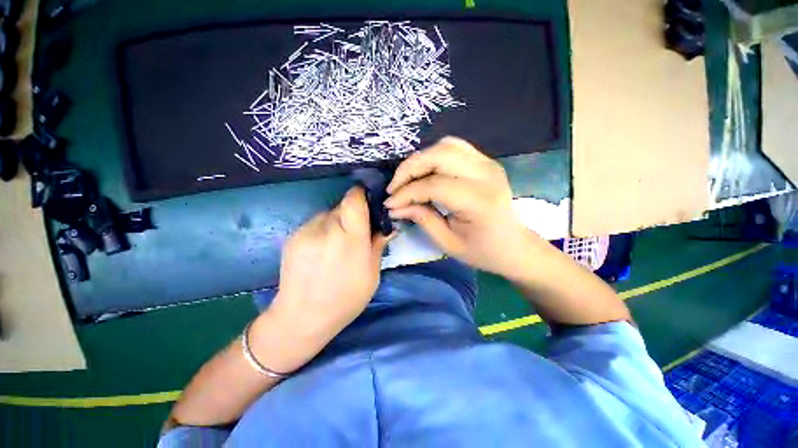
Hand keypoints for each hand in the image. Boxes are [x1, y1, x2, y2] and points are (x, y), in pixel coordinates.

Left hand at [255, 187, 388, 371]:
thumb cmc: (345, 299)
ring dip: (336, 222)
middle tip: (356, 232)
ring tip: (336, 245)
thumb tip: (388, 225)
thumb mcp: (372, 274)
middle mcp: (326, 230)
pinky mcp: (292, 236)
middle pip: (342, 205)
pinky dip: (323, 230)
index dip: (362, 195)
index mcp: (350, 240)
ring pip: (328, 214)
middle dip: (352, 214)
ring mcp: (305, 232)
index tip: (368, 202)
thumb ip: (378, 244)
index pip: (354, 200)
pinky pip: (314, 223)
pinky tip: (321, 250)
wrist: (301, 317)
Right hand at [385, 137, 536, 277]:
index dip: (407, 193)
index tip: (390, 204)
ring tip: (407, 179)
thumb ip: (422, 219)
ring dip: (421, 159)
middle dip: (410, 169)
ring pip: (446, 145)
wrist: (514, 245)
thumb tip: (395, 207)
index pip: (434, 185)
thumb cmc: (482, 251)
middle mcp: (486, 175)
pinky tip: (426, 171)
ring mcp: (488, 164)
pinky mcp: (486, 162)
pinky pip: (455, 148)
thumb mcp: (448, 243)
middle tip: (394, 188)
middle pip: (439, 155)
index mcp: (479, 201)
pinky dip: (434, 155)